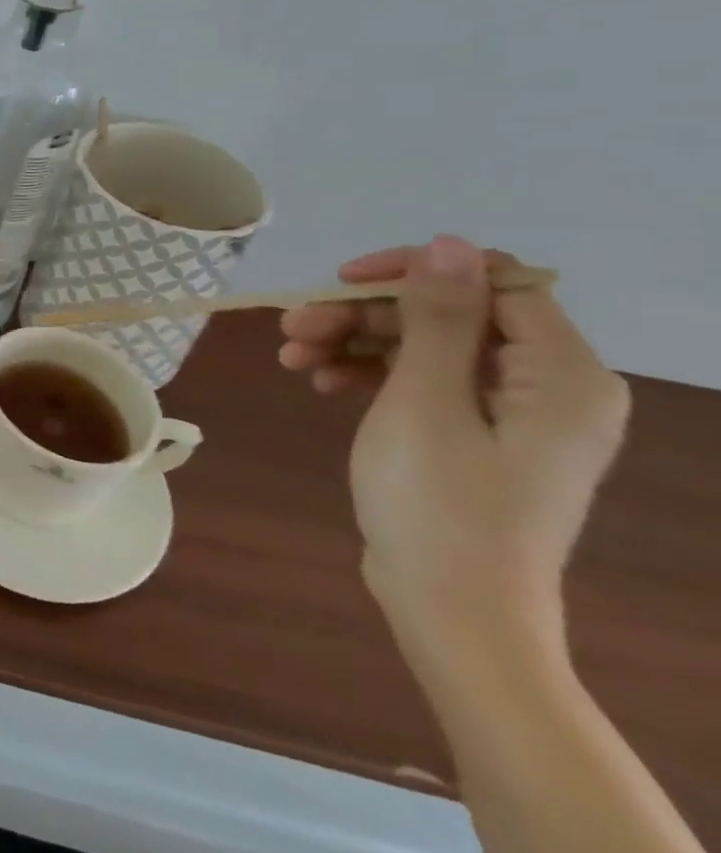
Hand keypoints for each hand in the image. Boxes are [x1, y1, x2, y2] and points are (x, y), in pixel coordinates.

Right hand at [281, 237, 629, 652]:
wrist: (451, 610)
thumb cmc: (439, 503)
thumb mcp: (426, 402)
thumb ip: (438, 318)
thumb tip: (449, 243)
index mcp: (561, 374)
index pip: (490, 282)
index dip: (410, 272)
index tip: (336, 283)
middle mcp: (548, 385)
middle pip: (448, 315)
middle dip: (363, 314)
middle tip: (291, 329)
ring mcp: (512, 414)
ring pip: (426, 346)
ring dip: (354, 342)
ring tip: (292, 358)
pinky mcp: (478, 437)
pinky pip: (424, 382)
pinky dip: (370, 374)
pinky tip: (321, 382)